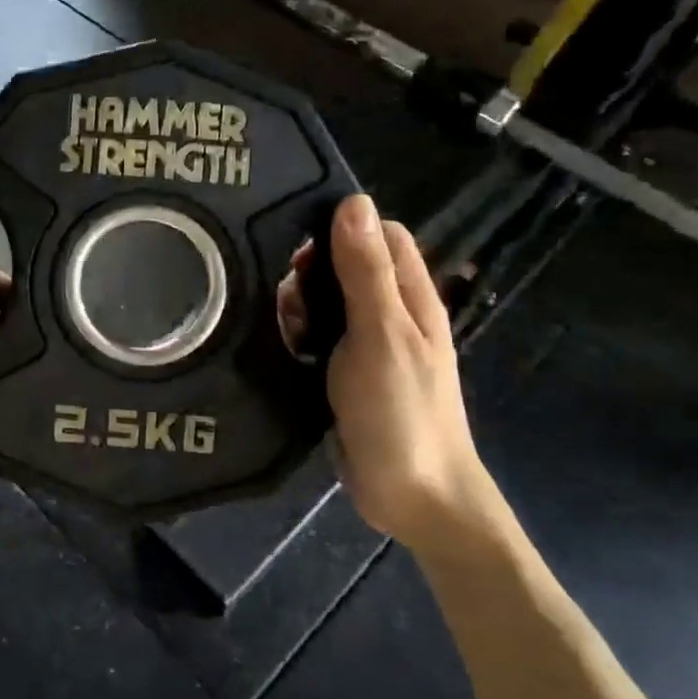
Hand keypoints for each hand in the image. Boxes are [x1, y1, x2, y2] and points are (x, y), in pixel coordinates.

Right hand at [280, 195, 503, 550]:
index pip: (381, 235)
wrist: (414, 496)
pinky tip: (283, 349)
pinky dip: (299, 338)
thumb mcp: (382, 334)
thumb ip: (366, 271)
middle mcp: (392, 316)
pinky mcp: (346, 377)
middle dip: (312, 271)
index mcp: (411, 298)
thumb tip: (355, 202)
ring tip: (284, 328)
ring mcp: (369, 349)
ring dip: (301, 306)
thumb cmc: (401, 411)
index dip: (343, 229)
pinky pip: (319, 341)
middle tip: (287, 296)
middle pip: (348, 267)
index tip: (301, 244)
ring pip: (328, 304)